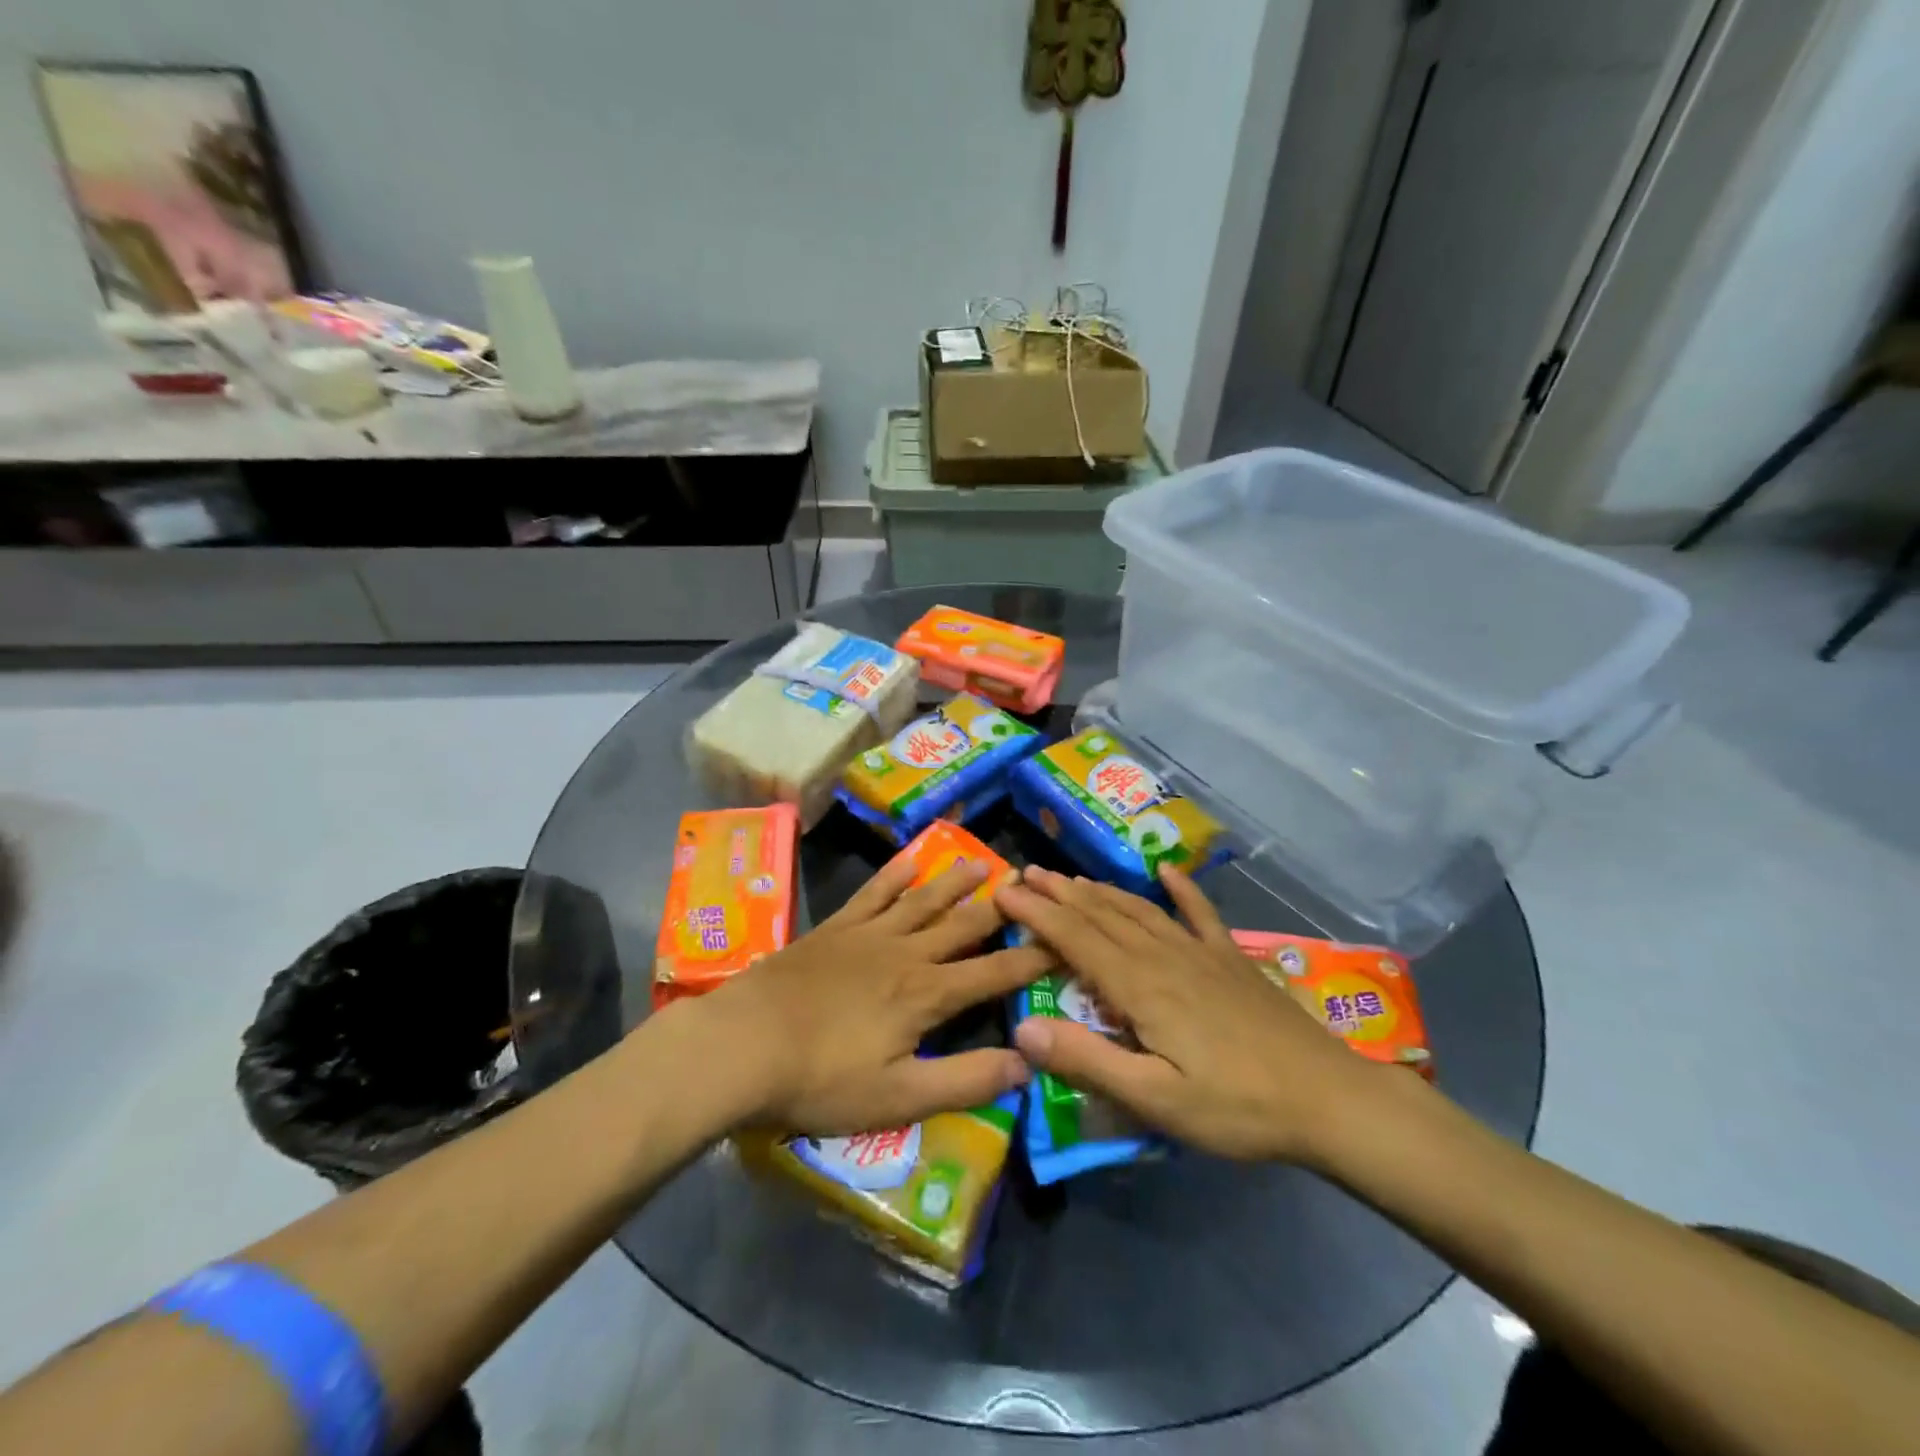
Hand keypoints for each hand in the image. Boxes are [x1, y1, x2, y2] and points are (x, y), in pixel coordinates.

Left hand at [696, 855, 1051, 1135]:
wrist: (742, 1045)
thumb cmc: (820, 1080)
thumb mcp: (898, 1098)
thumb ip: (965, 1081)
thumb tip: (1027, 1063)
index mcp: (926, 995)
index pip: (993, 974)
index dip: (1031, 960)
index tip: (1064, 941)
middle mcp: (906, 953)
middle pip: (963, 925)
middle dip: (1002, 907)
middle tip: (1032, 883)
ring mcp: (867, 935)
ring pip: (923, 899)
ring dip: (956, 881)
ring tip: (984, 861)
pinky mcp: (834, 929)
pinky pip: (872, 893)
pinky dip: (894, 874)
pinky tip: (909, 858)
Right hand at [995, 865, 1392, 1165]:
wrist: (1329, 1098)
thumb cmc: (1236, 1106)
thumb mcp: (1155, 1098)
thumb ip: (1088, 1061)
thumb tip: (1022, 1029)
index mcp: (1140, 986)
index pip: (1075, 939)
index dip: (1036, 913)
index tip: (1004, 890)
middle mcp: (1164, 955)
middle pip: (1102, 915)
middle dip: (1060, 894)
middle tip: (1026, 874)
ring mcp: (1201, 952)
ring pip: (1139, 910)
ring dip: (1100, 891)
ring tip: (1070, 877)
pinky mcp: (1232, 959)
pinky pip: (1200, 914)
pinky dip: (1181, 889)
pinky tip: (1167, 871)